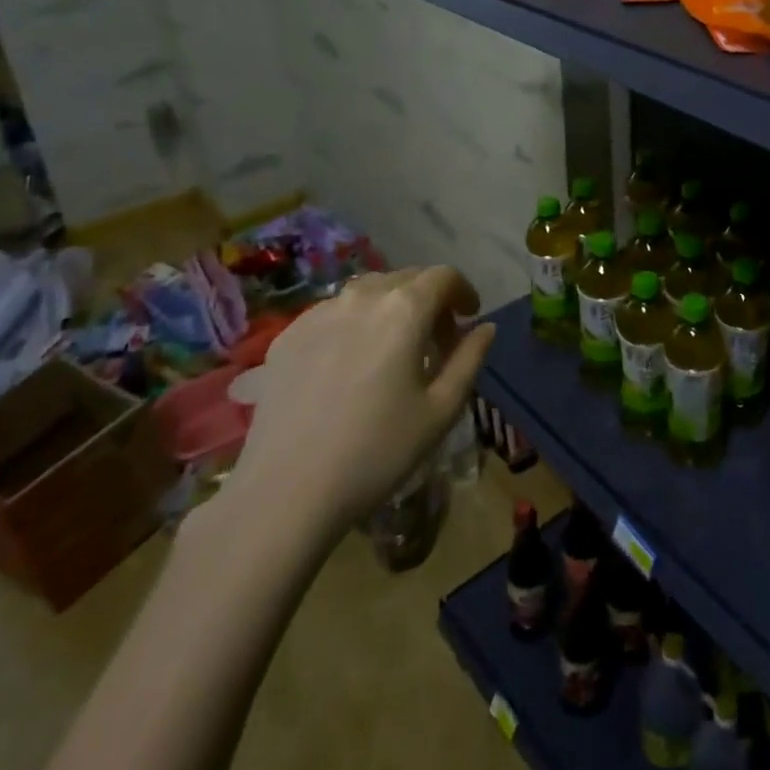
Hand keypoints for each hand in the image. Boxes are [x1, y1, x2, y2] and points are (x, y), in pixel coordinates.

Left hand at [226, 266, 493, 549]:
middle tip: (436, 340)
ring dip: (391, 307)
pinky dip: (354, 323)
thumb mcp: (441, 410)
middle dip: (429, 299)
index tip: (469, 317)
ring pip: (368, 291)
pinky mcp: (287, 335)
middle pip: (406, 278)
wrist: (285, 492)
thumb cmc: (377, 452)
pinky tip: (351, 364)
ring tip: (393, 348)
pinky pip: (333, 312)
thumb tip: (485, 327)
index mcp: (404, 309)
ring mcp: (318, 313)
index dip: (463, 291)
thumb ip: (470, 359)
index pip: (444, 276)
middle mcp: (361, 297)